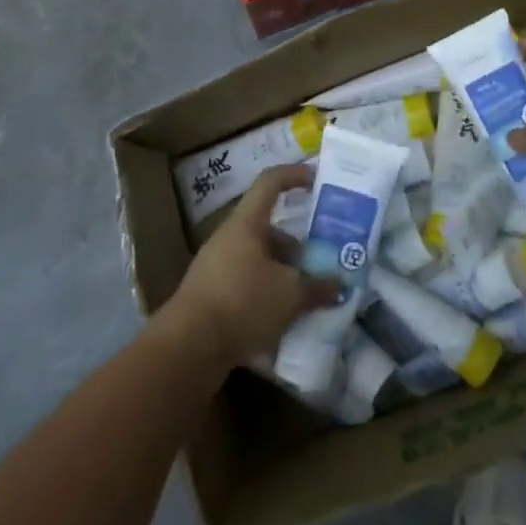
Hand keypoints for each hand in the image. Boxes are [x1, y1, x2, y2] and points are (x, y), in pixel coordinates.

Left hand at [157, 164, 337, 368]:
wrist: (187, 349)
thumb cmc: (242, 302)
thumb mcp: (290, 294)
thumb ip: (317, 286)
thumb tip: (338, 283)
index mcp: (246, 224)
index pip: (270, 182)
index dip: (294, 175)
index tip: (317, 180)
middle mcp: (229, 238)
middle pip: (269, 229)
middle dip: (296, 246)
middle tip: (320, 262)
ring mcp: (216, 268)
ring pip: (259, 260)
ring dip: (283, 274)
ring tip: (307, 297)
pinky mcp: (210, 297)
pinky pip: (246, 285)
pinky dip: (267, 296)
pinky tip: (283, 321)